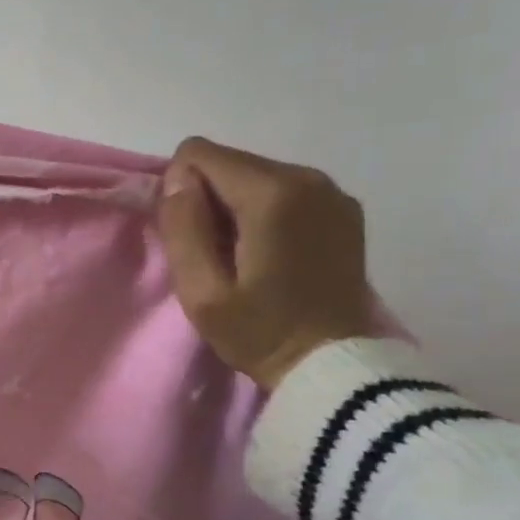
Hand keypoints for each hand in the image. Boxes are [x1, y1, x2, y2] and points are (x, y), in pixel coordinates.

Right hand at [156, 137, 377, 389]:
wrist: (334, 365)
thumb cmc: (259, 331)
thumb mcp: (201, 291)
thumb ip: (182, 227)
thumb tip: (176, 178)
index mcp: (272, 194)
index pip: (198, 154)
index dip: (180, 191)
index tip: (190, 237)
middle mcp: (307, 177)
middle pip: (229, 162)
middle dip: (208, 199)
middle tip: (214, 253)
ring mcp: (331, 192)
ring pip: (254, 175)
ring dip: (235, 207)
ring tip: (242, 257)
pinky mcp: (343, 209)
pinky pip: (283, 190)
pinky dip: (264, 213)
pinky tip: (271, 254)